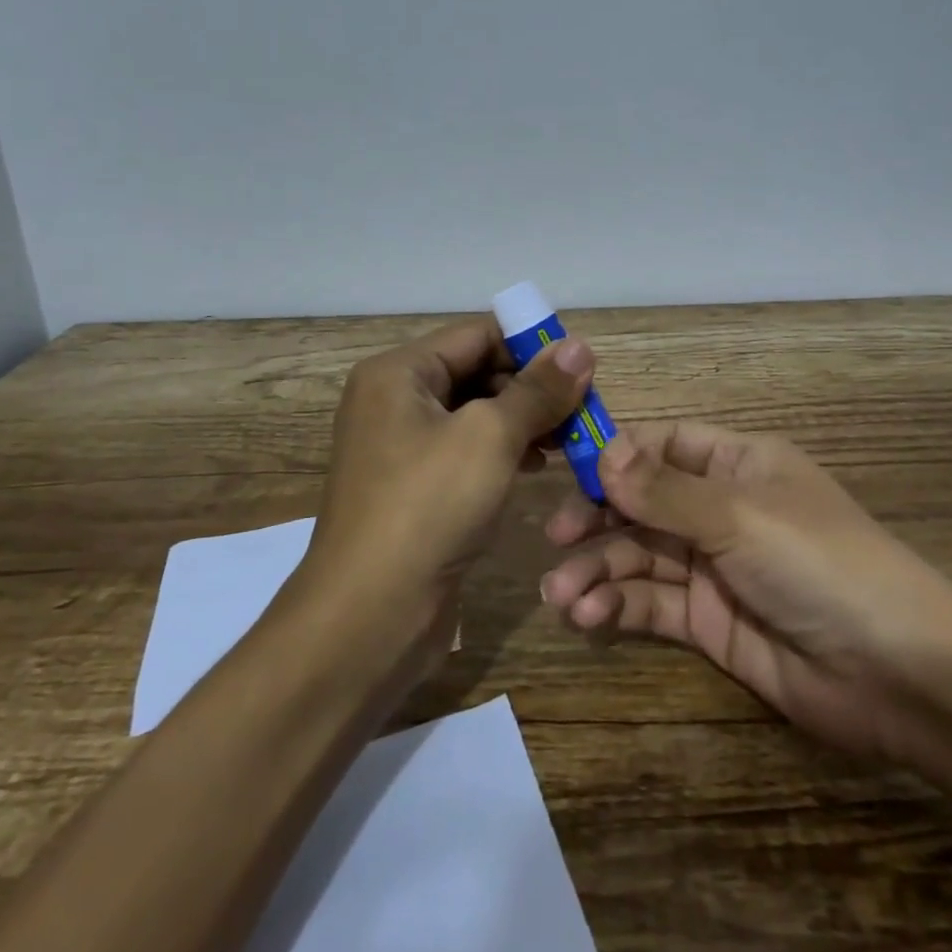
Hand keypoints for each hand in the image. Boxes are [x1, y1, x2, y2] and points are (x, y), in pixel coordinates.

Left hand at [307, 315, 593, 635]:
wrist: (368, 616)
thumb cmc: (427, 508)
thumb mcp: (490, 438)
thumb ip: (538, 390)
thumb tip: (580, 346)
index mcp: (398, 373)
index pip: (476, 335)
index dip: (531, 345)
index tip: (583, 367)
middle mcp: (393, 401)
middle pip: (475, 372)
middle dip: (530, 387)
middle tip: (583, 409)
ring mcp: (400, 448)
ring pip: (474, 414)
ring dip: (522, 420)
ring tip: (570, 438)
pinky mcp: (413, 488)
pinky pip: (465, 451)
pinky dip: (503, 451)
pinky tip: (537, 466)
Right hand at [539, 421, 951, 763]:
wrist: (898, 675)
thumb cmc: (819, 564)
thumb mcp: (739, 516)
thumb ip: (664, 491)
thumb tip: (600, 455)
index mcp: (739, 464)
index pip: (664, 443)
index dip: (617, 453)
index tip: (566, 468)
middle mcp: (722, 508)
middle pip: (643, 501)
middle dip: (597, 518)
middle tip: (554, 539)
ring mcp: (714, 567)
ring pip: (640, 555)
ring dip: (598, 569)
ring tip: (561, 595)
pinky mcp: (709, 622)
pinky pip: (653, 604)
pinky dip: (618, 606)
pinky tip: (589, 617)